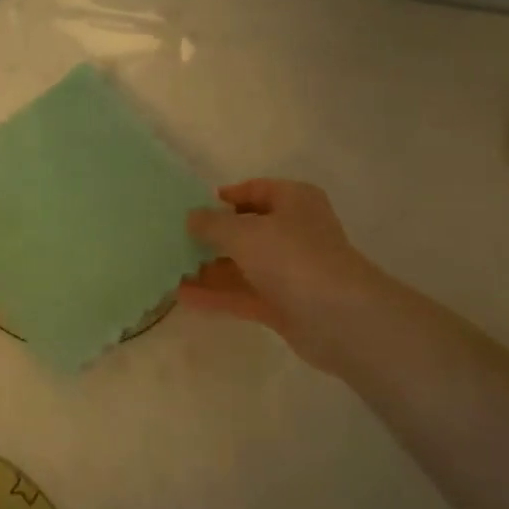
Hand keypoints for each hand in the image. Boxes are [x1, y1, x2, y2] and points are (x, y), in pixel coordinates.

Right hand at [180, 179, 388, 373]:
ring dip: (210, 269)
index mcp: (294, 201)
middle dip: (213, 237)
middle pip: (248, 229)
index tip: (192, 208)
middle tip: (175, 241)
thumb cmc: (292, 258)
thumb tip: (192, 217)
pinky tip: (183, 297)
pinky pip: (244, 295)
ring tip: (170, 270)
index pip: (256, 190)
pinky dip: (217, 295)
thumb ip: (212, 224)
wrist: (339, 318)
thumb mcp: (243, 232)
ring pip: (244, 265)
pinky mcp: (285, 305)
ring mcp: (291, 271)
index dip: (226, 197)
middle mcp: (295, 232)